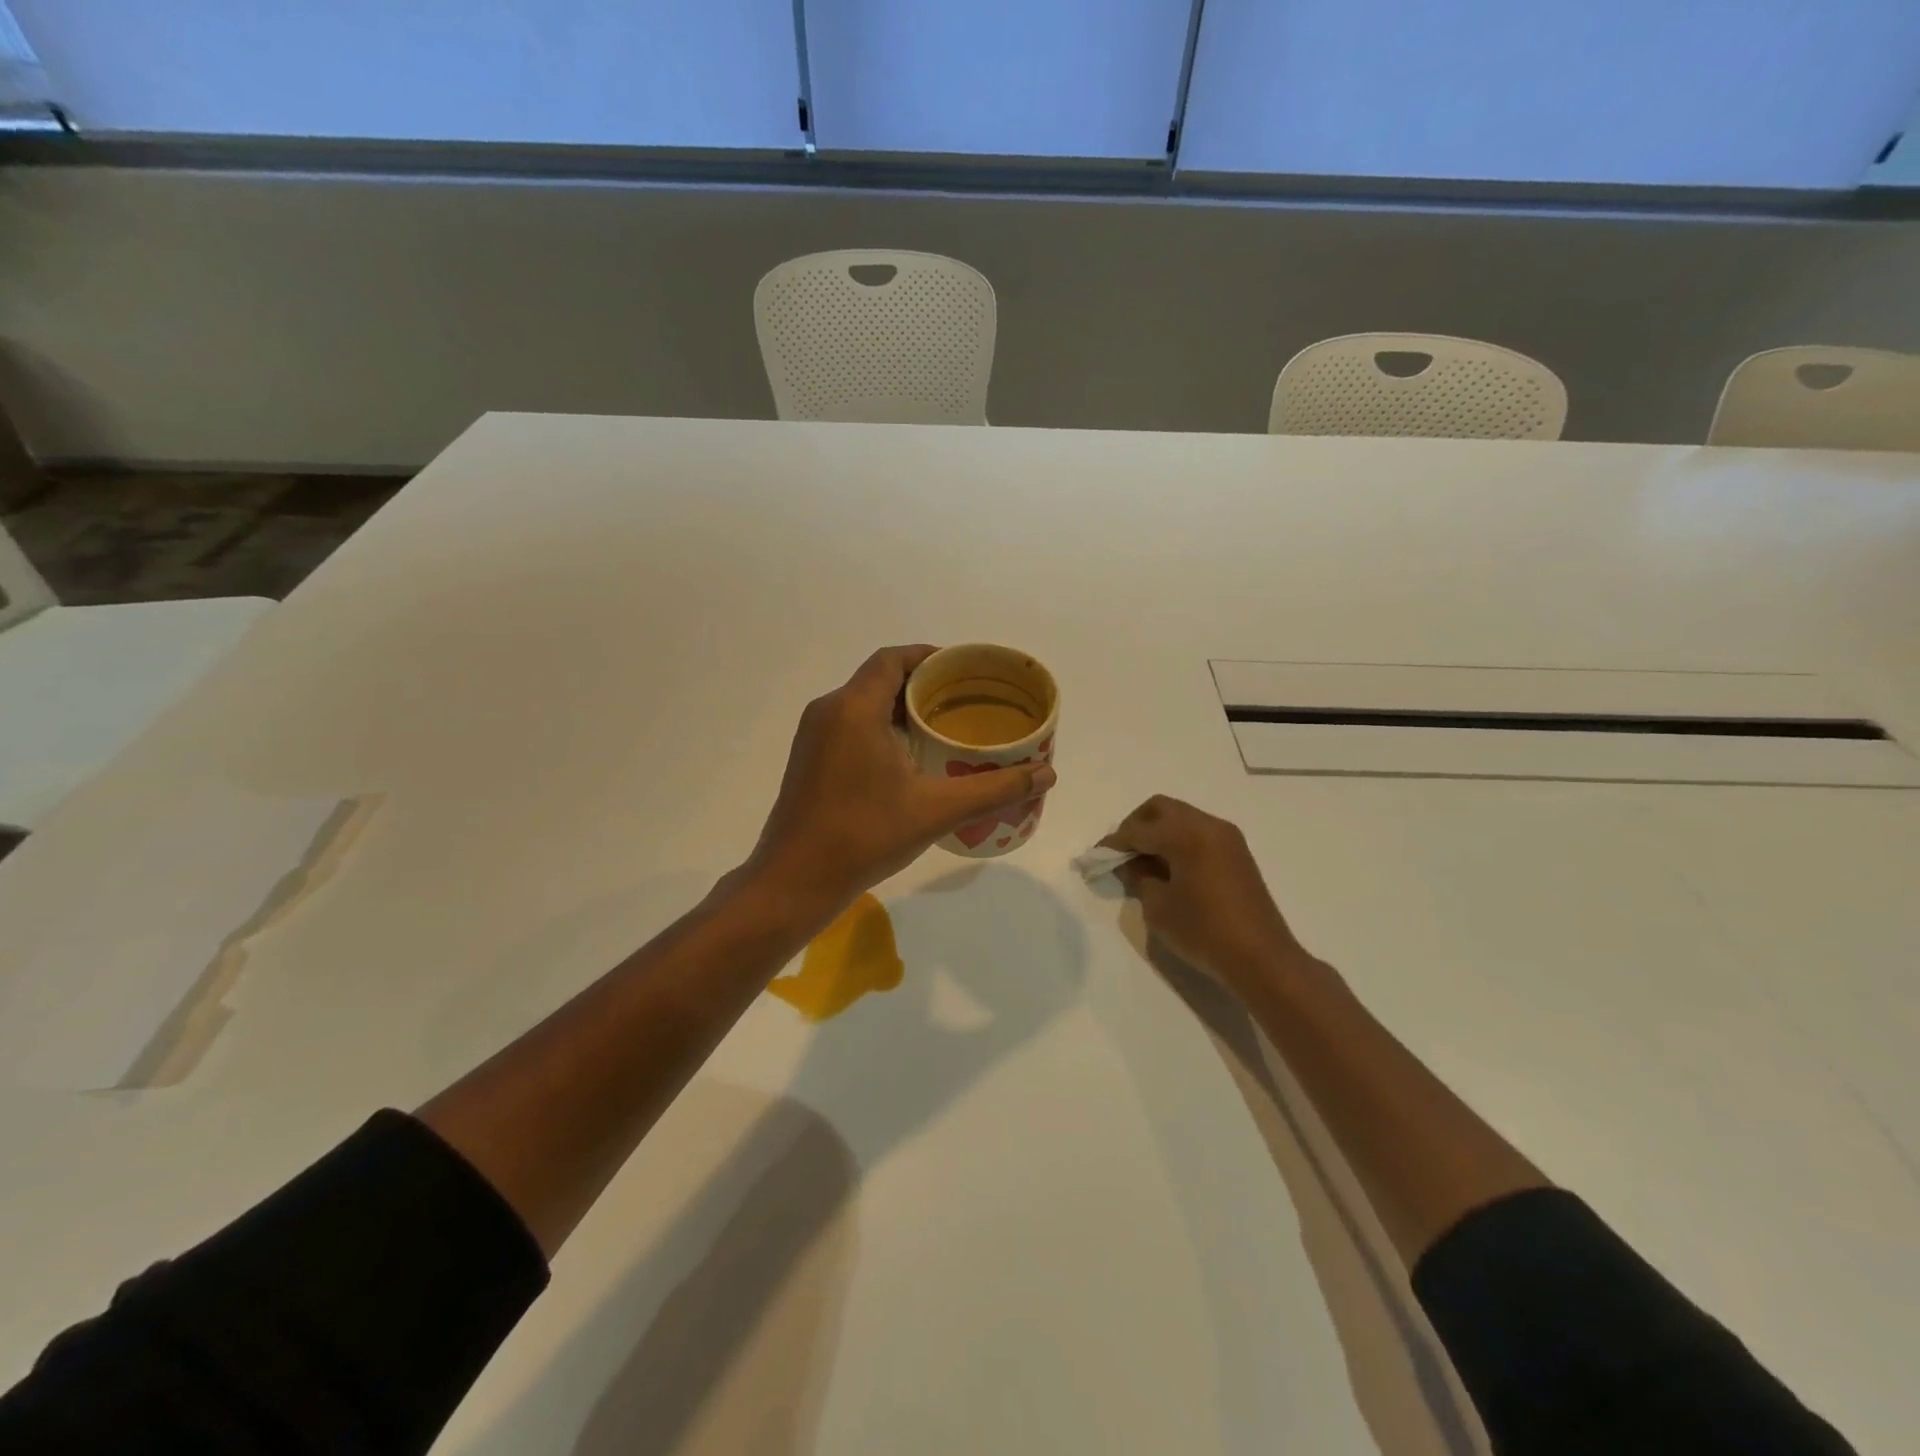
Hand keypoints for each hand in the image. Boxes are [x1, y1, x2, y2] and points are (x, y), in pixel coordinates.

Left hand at [745, 646, 1056, 915]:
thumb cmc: (864, 835)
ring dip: (901, 707)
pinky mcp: (808, 759)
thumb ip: (994, 789)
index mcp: (855, 708)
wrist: (794, 880)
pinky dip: (881, 727)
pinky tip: (908, 757)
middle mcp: (829, 710)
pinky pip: (850, 725)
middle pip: (880, 678)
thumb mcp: (936, 810)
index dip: (929, 656)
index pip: (894, 658)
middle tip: (963, 702)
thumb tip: (1048, 774)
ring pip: (863, 703)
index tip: (963, 670)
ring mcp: (813, 736)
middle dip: (922, 684)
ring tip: (943, 727)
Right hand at [1105, 795, 1309, 992]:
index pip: (1139, 829)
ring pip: (1182, 817)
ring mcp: (1227, 837)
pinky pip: (1198, 832)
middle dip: (1136, 825)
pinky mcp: (1237, 852)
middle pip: (1161, 808)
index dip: (1114, 843)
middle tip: (1122, 853)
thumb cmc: (1204, 932)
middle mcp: (1208, 825)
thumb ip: (1139, 877)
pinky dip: (1178, 840)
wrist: (1261, 958)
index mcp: (1187, 834)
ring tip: (1143, 862)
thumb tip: (1131, 863)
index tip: (1096, 856)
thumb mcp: (1158, 907)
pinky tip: (1168, 867)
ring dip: (1158, 831)